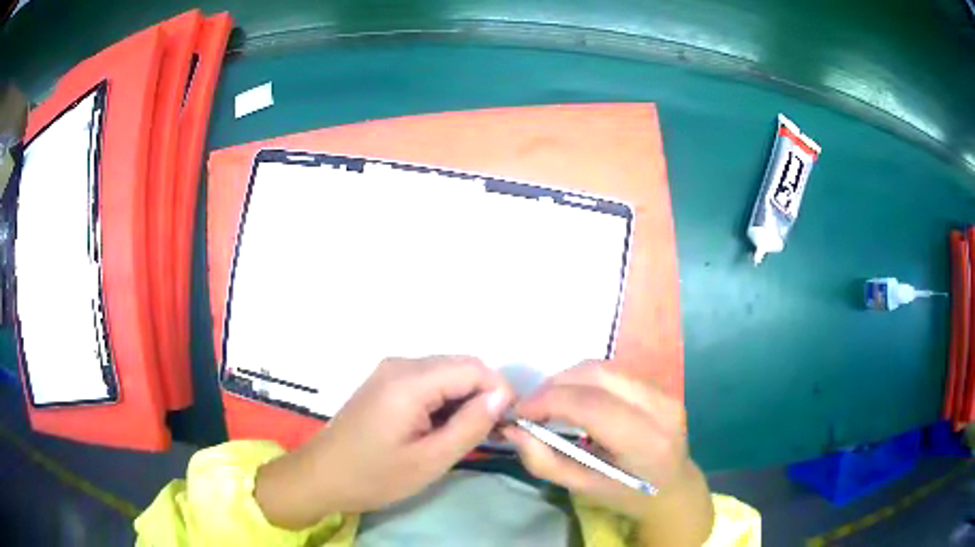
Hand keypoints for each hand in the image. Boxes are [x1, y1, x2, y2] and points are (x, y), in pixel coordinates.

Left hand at [256, 356, 512, 528]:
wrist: (321, 477)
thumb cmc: (374, 475)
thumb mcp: (429, 460)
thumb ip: (470, 425)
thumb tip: (502, 397)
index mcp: (409, 381)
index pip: (474, 368)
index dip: (499, 392)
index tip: (506, 424)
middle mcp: (400, 364)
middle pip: (460, 365)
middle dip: (483, 395)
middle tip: (488, 433)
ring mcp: (389, 371)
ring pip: (446, 372)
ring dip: (464, 398)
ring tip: (464, 435)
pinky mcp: (384, 382)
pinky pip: (427, 380)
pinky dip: (444, 400)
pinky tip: (440, 428)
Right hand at [502, 361, 712, 544]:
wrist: (674, 488)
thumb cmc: (628, 496)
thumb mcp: (584, 489)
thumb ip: (545, 462)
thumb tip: (513, 429)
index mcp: (644, 442)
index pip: (591, 405)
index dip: (548, 400)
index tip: (519, 412)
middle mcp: (659, 408)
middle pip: (596, 375)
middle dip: (554, 385)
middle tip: (531, 407)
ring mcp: (664, 392)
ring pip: (603, 367)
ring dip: (567, 379)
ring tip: (549, 402)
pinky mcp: (660, 386)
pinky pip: (613, 372)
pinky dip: (585, 380)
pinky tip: (574, 399)